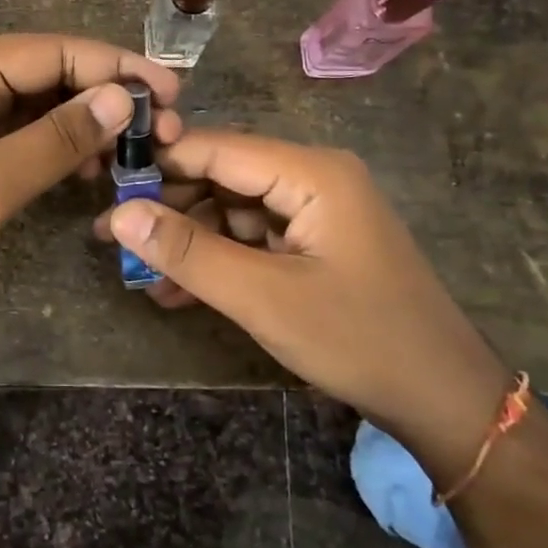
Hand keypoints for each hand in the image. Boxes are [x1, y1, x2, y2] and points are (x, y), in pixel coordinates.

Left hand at [0, 35, 179, 312]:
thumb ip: (57, 139)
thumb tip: (121, 98)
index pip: (57, 52)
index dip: (118, 69)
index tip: (171, 94)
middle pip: (51, 75)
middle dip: (107, 100)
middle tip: (163, 133)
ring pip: (39, 107)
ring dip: (87, 127)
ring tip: (135, 155)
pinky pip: (20, 135)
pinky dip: (57, 149)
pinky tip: (90, 170)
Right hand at [95, 130, 510, 475]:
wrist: (443, 400)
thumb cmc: (358, 339)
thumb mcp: (264, 297)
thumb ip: (189, 252)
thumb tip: (119, 214)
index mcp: (311, 172)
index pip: (217, 147)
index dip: (159, 163)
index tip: (104, 188)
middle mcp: (313, 178)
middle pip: (223, 176)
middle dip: (169, 208)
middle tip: (113, 238)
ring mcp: (315, 212)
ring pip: (232, 210)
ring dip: (189, 242)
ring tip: (138, 274)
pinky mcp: (314, 244)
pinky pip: (252, 239)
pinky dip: (217, 262)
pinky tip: (176, 291)